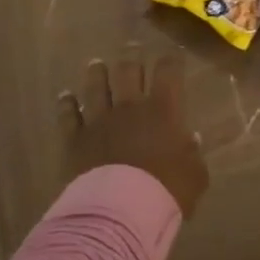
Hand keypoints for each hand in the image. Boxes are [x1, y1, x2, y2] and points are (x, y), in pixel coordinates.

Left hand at [59, 50, 208, 217]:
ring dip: (97, 73)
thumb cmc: (166, 191)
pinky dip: (66, 104)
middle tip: (131, 47)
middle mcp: (129, 107)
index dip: (170, 60)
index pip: (168, 72)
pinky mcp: (75, 138)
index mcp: (163, 110)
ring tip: (97, 64)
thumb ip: (193, 155)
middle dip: (131, 56)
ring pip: (95, 86)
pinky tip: (65, 96)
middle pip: (128, 70)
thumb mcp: (195, 176)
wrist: (121, 211)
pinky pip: (68, 115)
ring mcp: (99, 120)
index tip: (172, 54)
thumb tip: (190, 139)